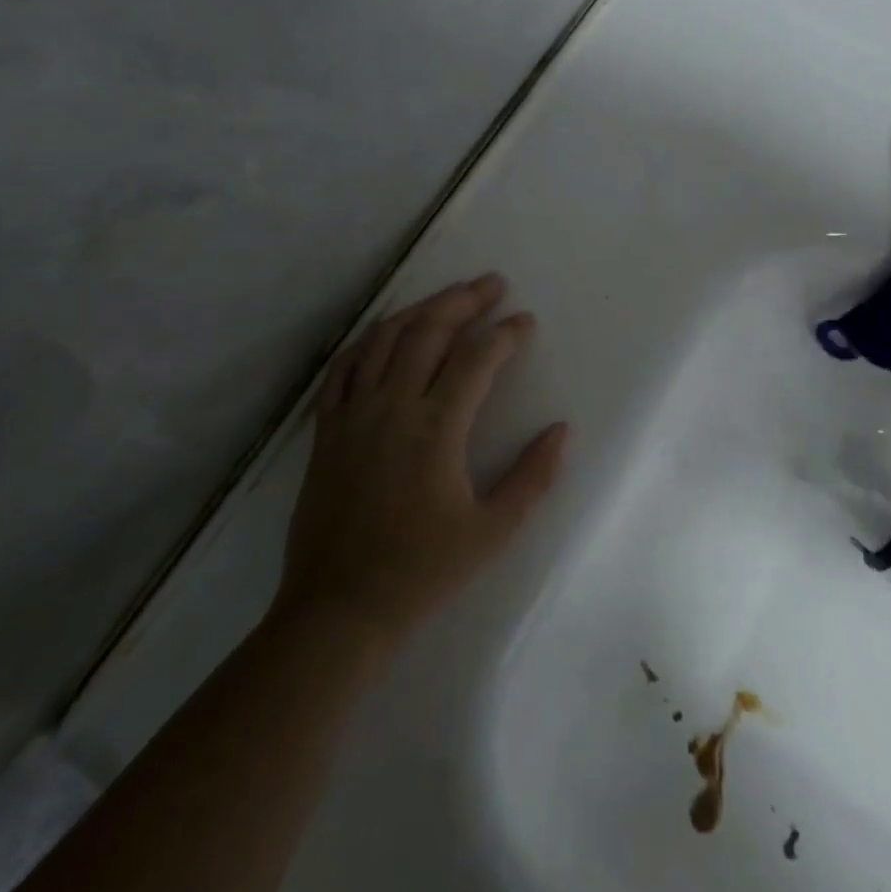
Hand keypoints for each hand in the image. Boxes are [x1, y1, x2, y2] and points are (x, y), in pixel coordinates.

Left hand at [273, 273, 567, 653]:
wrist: (338, 607)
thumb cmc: (421, 571)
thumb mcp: (491, 531)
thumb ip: (533, 477)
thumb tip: (563, 430)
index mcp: (435, 428)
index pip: (476, 360)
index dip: (505, 334)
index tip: (525, 322)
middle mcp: (392, 406)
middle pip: (429, 331)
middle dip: (464, 301)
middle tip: (492, 284)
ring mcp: (353, 413)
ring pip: (385, 338)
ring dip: (420, 308)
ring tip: (448, 296)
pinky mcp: (327, 428)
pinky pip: (344, 367)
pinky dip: (369, 340)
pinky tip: (386, 332)